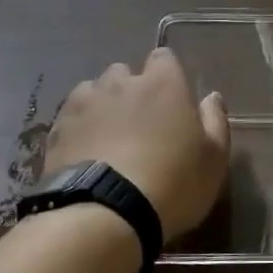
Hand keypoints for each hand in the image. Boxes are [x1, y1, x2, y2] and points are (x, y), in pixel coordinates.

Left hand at [47, 49, 229, 241]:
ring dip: (101, 106)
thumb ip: (215, 121)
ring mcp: (84, 103)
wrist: (105, 214)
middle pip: (124, 72)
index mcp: (163, 83)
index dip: (167, 76)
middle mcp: (121, 83)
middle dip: (131, 90)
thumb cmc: (172, 182)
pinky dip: (78, 128)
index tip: (171, 100)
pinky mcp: (58, 129)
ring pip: (93, 91)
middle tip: (139, 123)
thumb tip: (211, 97)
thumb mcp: (213, 158)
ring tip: (107, 138)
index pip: (164, 57)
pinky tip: (84, 153)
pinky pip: (70, 117)